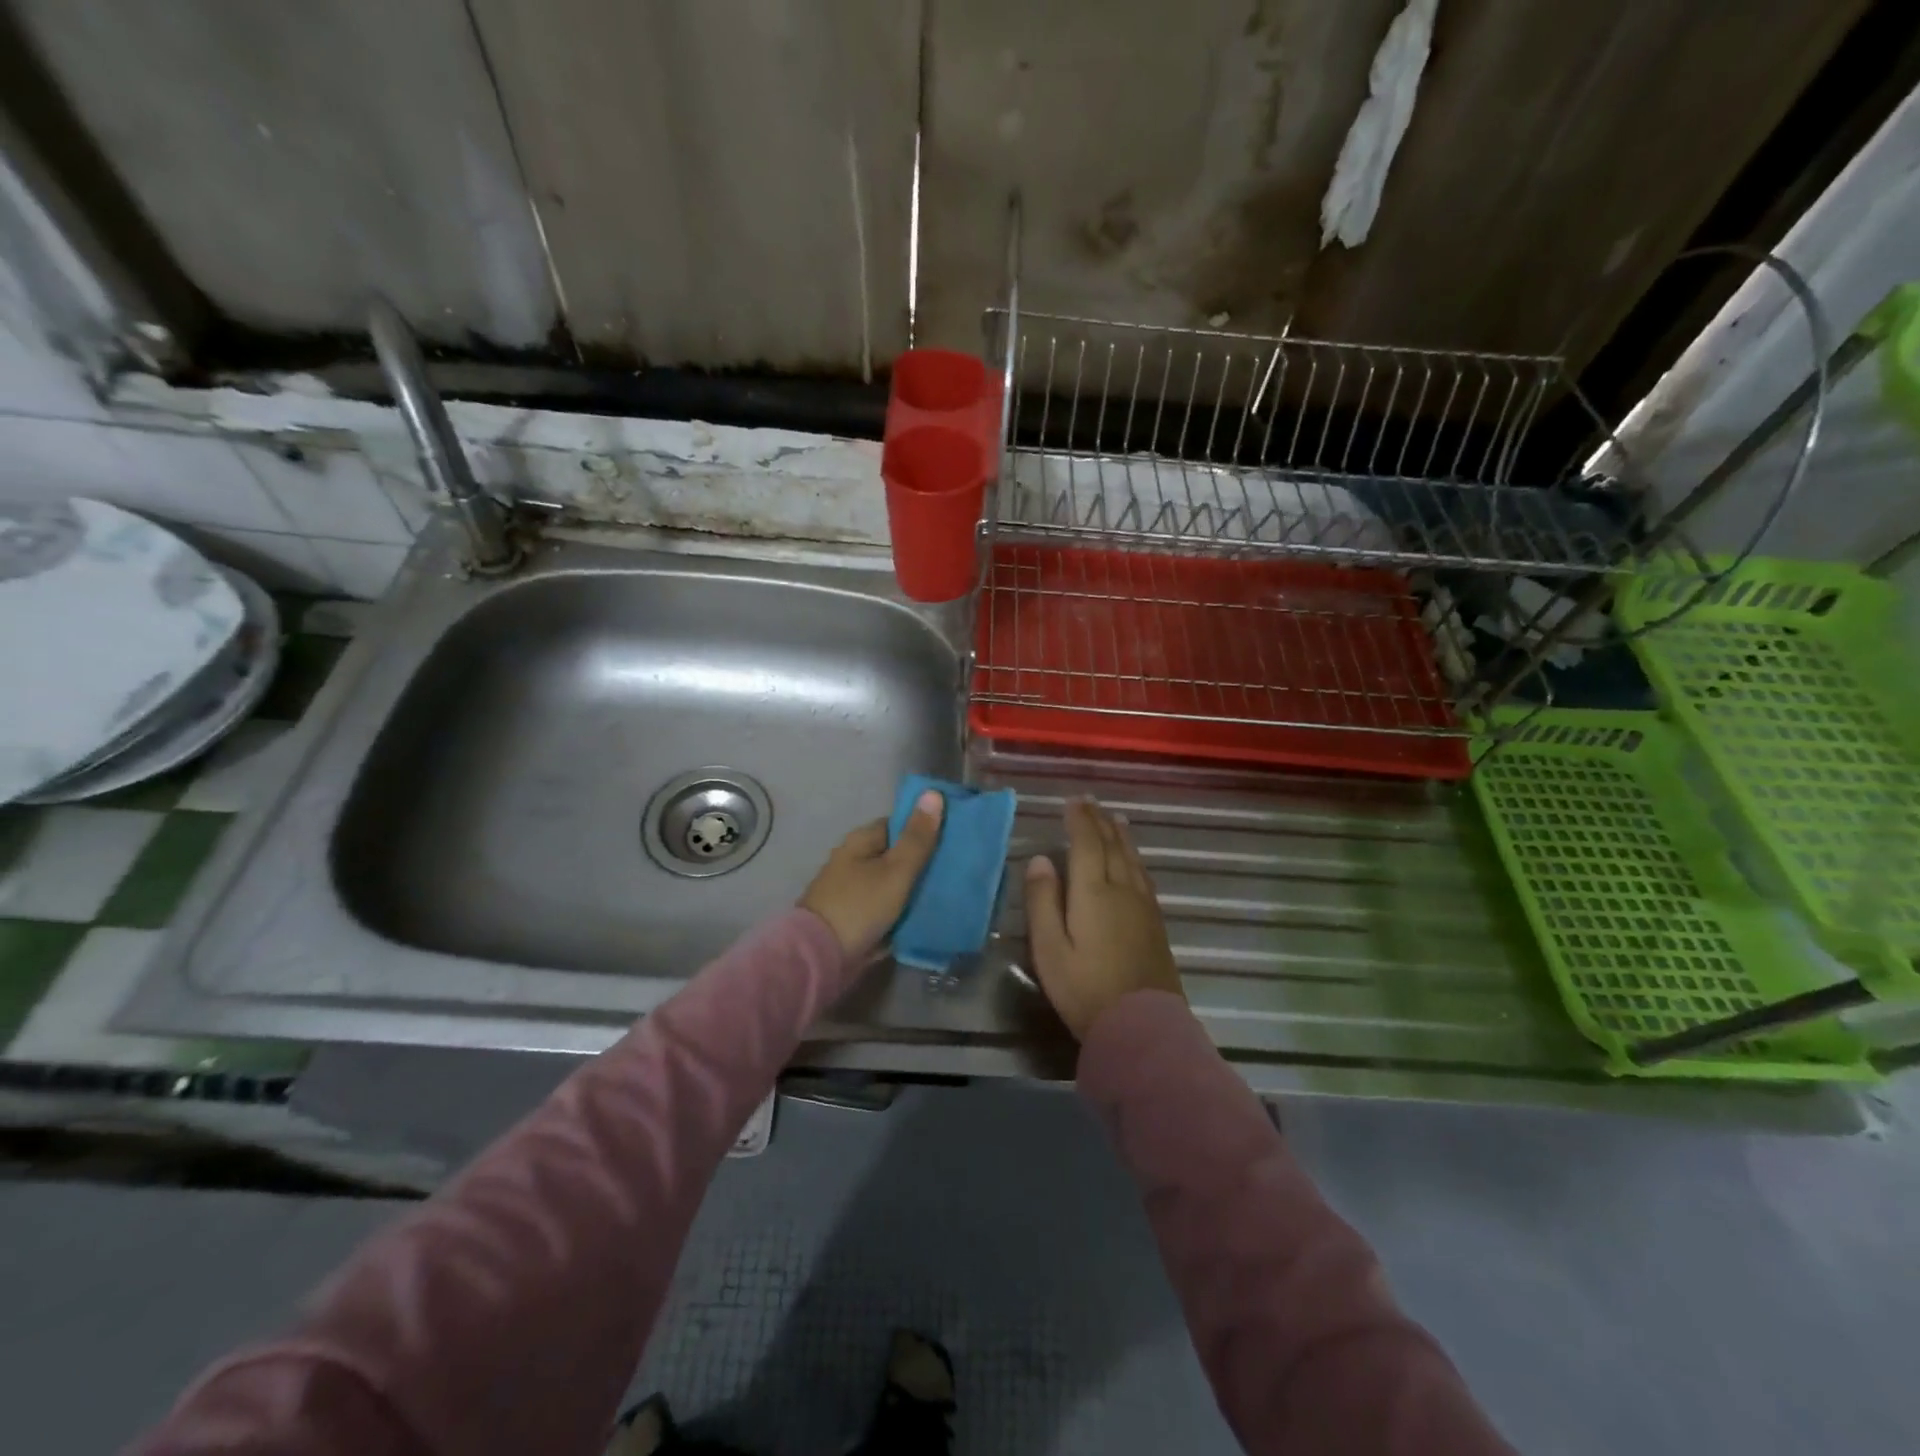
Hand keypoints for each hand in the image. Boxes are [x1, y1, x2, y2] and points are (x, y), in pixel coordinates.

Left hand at [801, 790, 944, 958]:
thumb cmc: (861, 905)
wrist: (820, 957)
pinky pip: (885, 908)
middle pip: (895, 855)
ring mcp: (851, 890)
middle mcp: (853, 860)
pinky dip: (901, 910)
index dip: (924, 828)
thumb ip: (917, 836)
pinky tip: (924, 916)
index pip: (898, 824)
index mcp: (860, 841)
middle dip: (922, 862)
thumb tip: (932, 793)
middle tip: (955, 870)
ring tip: (948, 893)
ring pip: (892, 883)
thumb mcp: (896, 870)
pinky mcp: (853, 917)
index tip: (952, 839)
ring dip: (913, 889)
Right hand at [1025, 798, 1182, 1038]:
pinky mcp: (1155, 924)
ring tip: (1115, 820)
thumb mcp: (1049, 949)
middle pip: (1111, 846)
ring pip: (1132, 859)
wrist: (1142, 1026)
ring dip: (1121, 836)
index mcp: (1093, 892)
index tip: (1072, 801)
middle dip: (1099, 821)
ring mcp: (1143, 906)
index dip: (1079, 820)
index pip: (1086, 843)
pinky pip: (1144, 877)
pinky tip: (1134, 862)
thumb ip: (1043, 901)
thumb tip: (1040, 859)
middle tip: (1091, 802)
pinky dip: (1135, 859)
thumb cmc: (1085, 989)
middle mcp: (1122, 890)